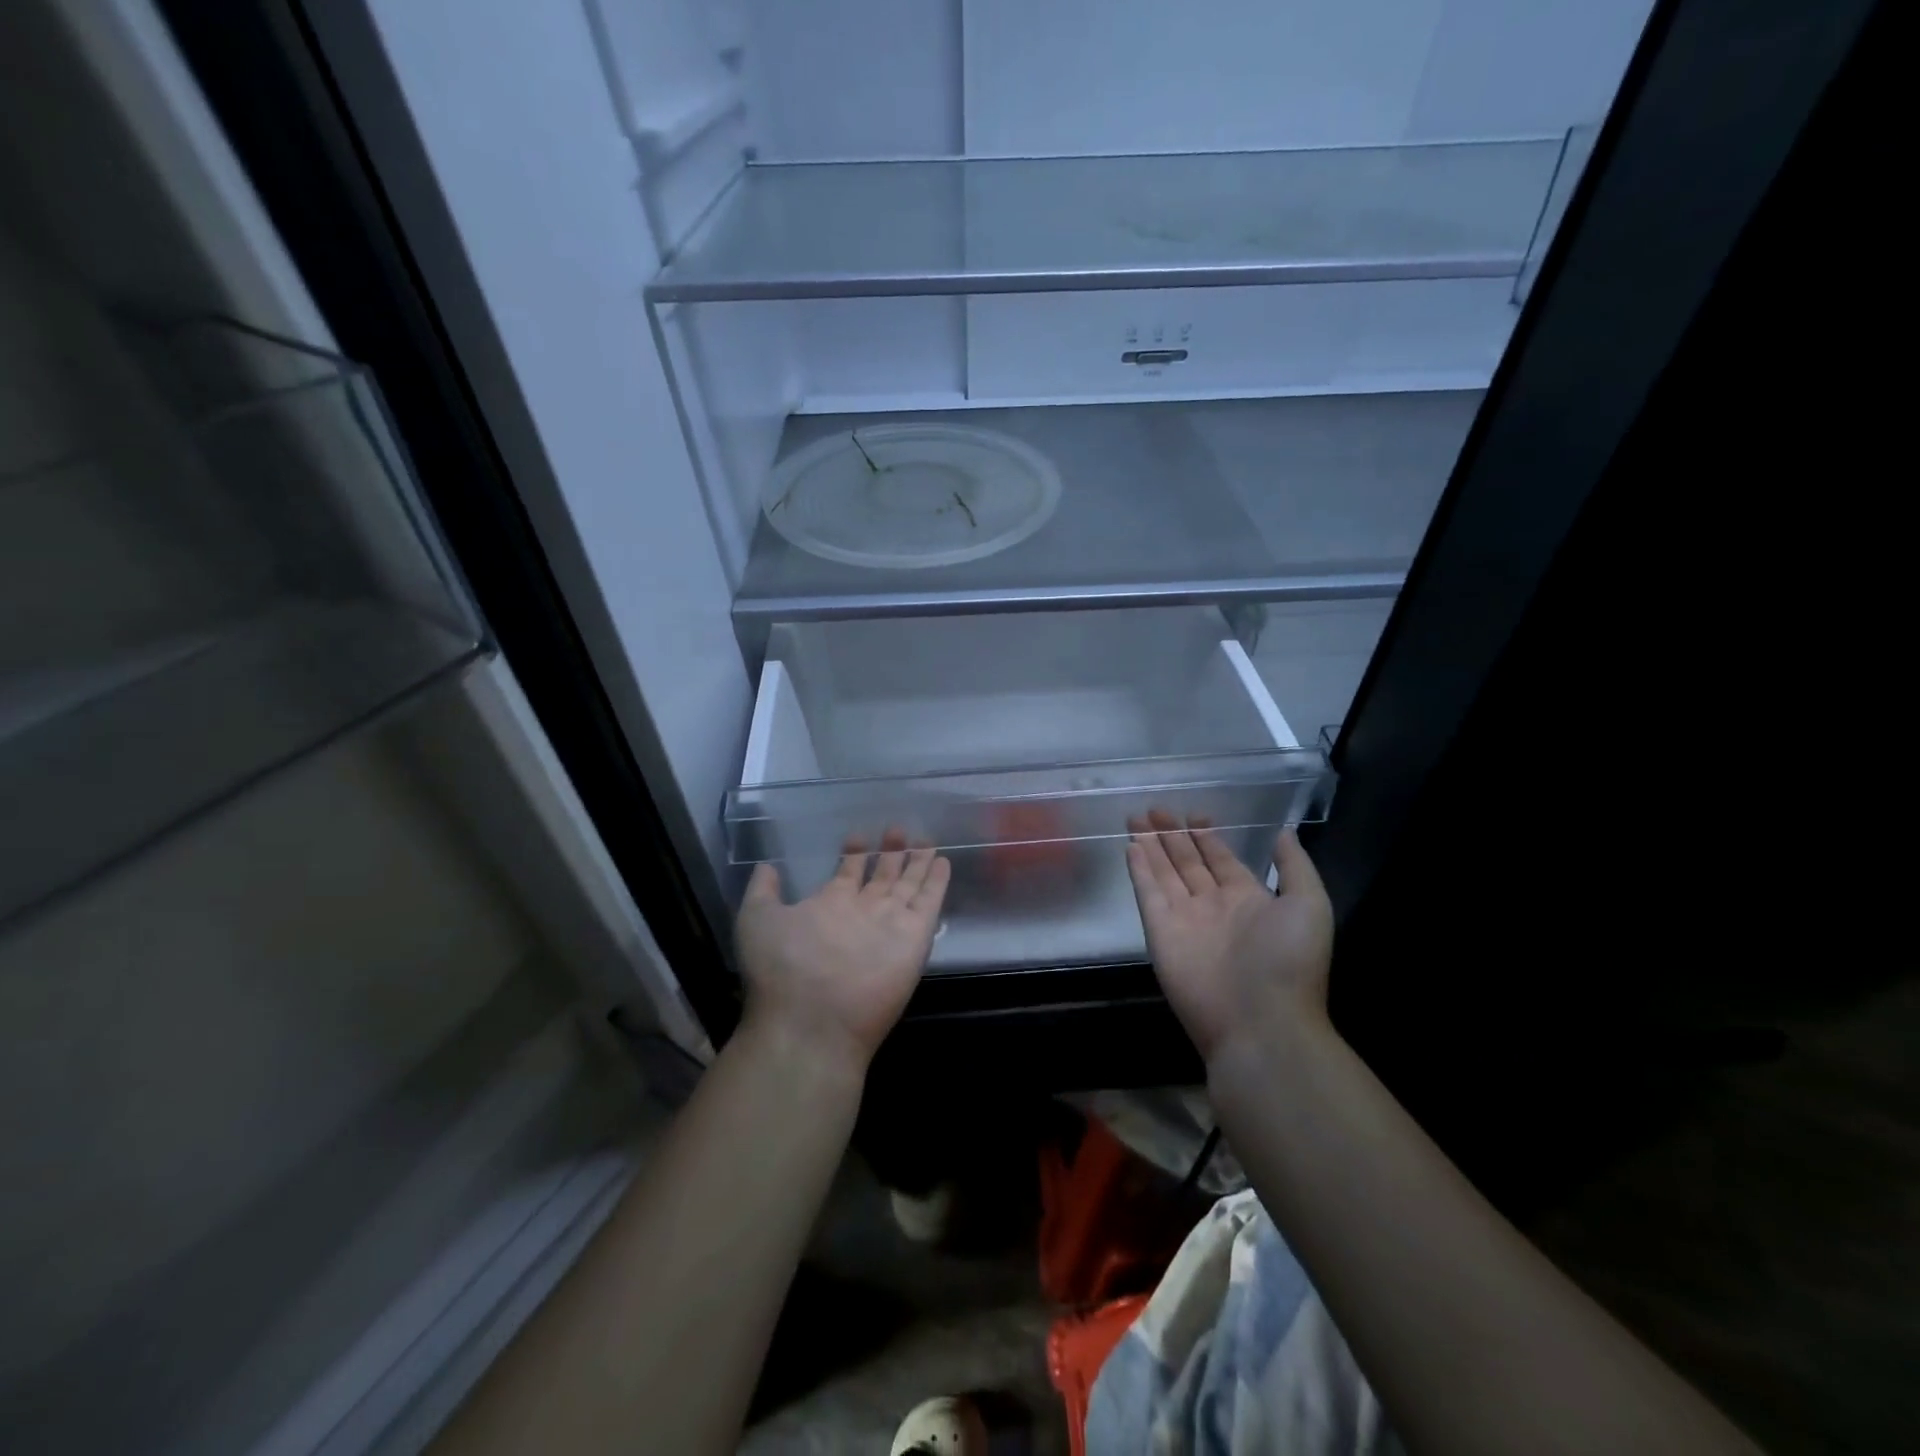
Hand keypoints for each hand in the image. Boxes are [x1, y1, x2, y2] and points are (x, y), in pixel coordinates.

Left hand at [736, 830, 950, 1072]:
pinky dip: (938, 882)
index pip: (848, 873)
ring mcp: (890, 924)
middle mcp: (863, 913)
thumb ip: (764, 890)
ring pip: (908, 884)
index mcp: (830, 907)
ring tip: (924, 838)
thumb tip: (767, 864)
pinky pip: (930, 901)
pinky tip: (943, 862)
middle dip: (890, 852)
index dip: (854, 854)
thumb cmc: (780, 966)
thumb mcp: (758, 918)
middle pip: (882, 876)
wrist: (812, 1018)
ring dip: (916, 862)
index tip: (858, 835)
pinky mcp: (915, 936)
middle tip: (898, 828)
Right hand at [1126, 810, 1333, 1064]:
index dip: (1207, 837)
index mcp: (1249, 900)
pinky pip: (1148, 893)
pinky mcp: (1160, 931)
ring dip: (1151, 845)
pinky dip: (1139, 869)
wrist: (1259, 1022)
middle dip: (1174, 835)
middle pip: (1188, 862)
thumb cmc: (1288, 961)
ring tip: (1137, 818)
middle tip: (1156, 809)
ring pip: (1164, 872)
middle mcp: (1214, 906)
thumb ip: (1293, 866)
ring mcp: (1184, 919)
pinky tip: (1131, 846)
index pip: (1221, 860)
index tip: (1194, 814)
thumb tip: (1284, 831)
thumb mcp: (1308, 905)